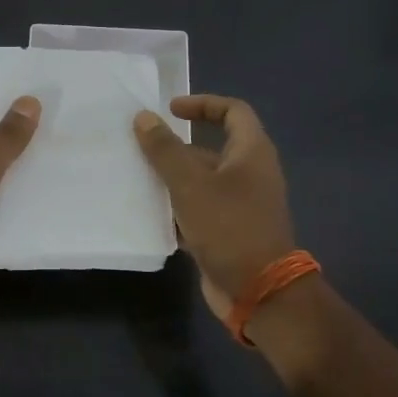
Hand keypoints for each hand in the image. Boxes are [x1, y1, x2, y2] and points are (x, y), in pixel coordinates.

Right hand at [133, 95, 296, 322]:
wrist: (260, 292)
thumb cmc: (229, 227)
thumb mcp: (190, 184)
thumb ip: (165, 149)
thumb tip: (144, 117)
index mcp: (251, 153)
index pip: (233, 112)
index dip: (203, 104)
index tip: (171, 110)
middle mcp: (250, 174)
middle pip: (212, 147)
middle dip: (177, 146)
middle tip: (143, 145)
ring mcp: (241, 205)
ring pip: (203, 181)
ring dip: (173, 178)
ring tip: (137, 177)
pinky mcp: (229, 232)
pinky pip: (200, 209)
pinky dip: (178, 207)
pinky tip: (149, 212)